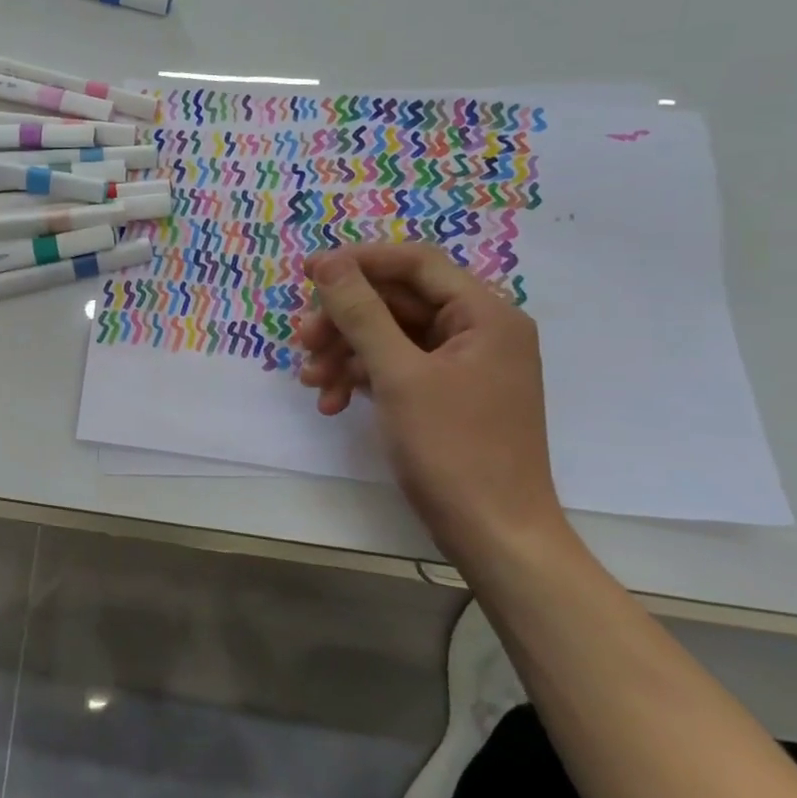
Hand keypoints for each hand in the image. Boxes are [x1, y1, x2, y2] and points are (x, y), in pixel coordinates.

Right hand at [297, 244, 563, 563]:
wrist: (494, 536)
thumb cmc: (453, 449)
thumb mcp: (398, 375)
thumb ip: (361, 313)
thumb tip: (329, 262)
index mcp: (484, 315)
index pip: (416, 264)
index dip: (359, 262)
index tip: (307, 271)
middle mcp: (478, 331)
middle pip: (397, 302)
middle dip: (345, 320)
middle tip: (302, 342)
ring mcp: (462, 366)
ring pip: (389, 337)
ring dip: (345, 354)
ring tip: (311, 382)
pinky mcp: (445, 396)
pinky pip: (395, 368)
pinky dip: (361, 379)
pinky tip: (332, 404)